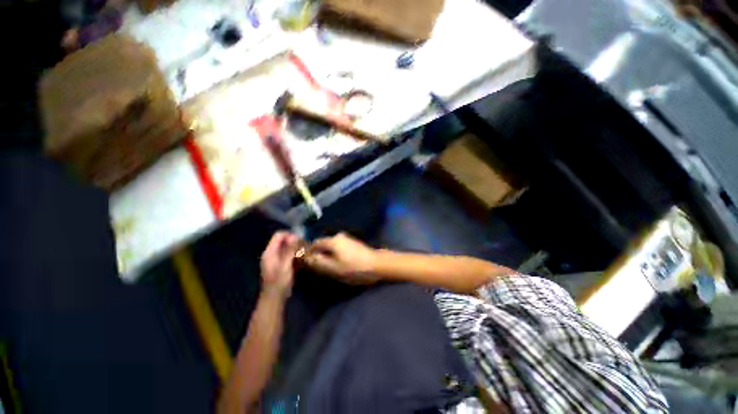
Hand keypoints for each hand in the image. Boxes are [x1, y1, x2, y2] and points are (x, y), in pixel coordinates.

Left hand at [260, 232, 299, 298]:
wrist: (274, 298)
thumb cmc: (279, 282)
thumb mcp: (285, 265)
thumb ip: (289, 250)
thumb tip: (295, 236)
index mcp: (270, 252)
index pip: (279, 235)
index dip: (290, 234)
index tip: (301, 239)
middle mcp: (272, 254)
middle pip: (283, 241)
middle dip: (294, 241)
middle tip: (304, 245)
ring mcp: (276, 259)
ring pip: (287, 248)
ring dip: (296, 248)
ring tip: (305, 251)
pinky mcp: (281, 265)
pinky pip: (288, 255)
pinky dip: (295, 254)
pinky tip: (302, 259)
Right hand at [303, 233, 378, 284]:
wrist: (377, 264)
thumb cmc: (354, 268)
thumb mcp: (334, 268)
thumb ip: (318, 262)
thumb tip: (307, 258)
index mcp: (332, 240)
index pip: (315, 243)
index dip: (309, 253)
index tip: (307, 263)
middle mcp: (339, 236)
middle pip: (323, 244)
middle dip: (318, 254)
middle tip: (317, 267)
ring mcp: (347, 238)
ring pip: (331, 246)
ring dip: (327, 254)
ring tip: (328, 267)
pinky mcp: (353, 243)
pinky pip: (339, 247)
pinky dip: (335, 254)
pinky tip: (338, 263)